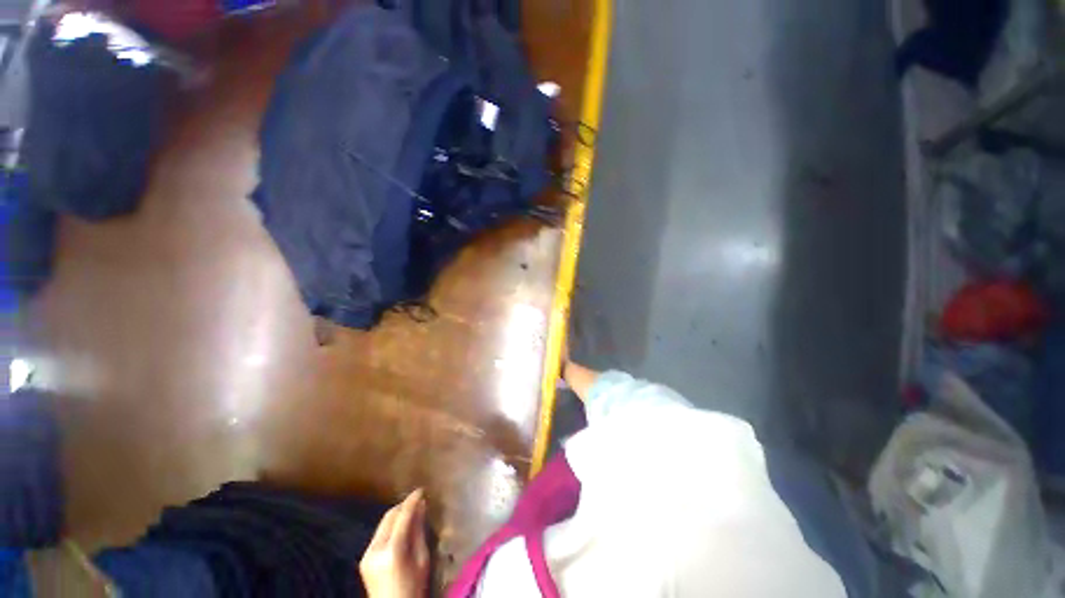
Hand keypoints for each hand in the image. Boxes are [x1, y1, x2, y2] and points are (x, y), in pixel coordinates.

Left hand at [360, 489, 429, 597]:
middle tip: (417, 498)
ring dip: (396, 514)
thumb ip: (419, 531)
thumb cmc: (414, 587)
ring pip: (383, 523)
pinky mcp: (364, 558)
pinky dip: (390, 526)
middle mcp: (375, 549)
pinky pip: (379, 534)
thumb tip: (421, 506)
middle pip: (389, 517)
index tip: (421, 490)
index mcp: (392, 550)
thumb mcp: (422, 559)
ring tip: (411, 510)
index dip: (412, 501)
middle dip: (403, 505)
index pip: (402, 516)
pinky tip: (400, 526)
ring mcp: (367, 554)